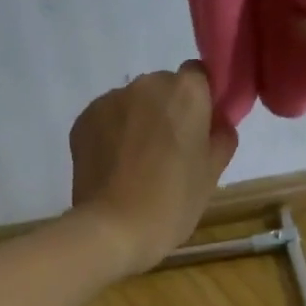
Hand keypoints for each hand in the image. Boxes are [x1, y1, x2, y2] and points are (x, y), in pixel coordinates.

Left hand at [69, 61, 237, 275]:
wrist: (113, 229)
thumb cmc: (172, 203)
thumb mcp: (211, 175)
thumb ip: (221, 138)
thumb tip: (218, 123)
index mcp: (186, 92)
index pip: (200, 77)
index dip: (201, 102)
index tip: (200, 131)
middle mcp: (147, 84)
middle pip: (164, 88)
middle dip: (167, 112)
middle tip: (169, 153)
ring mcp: (110, 100)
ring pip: (133, 104)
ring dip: (138, 123)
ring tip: (137, 165)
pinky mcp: (83, 119)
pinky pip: (107, 119)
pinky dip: (112, 135)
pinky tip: (115, 168)